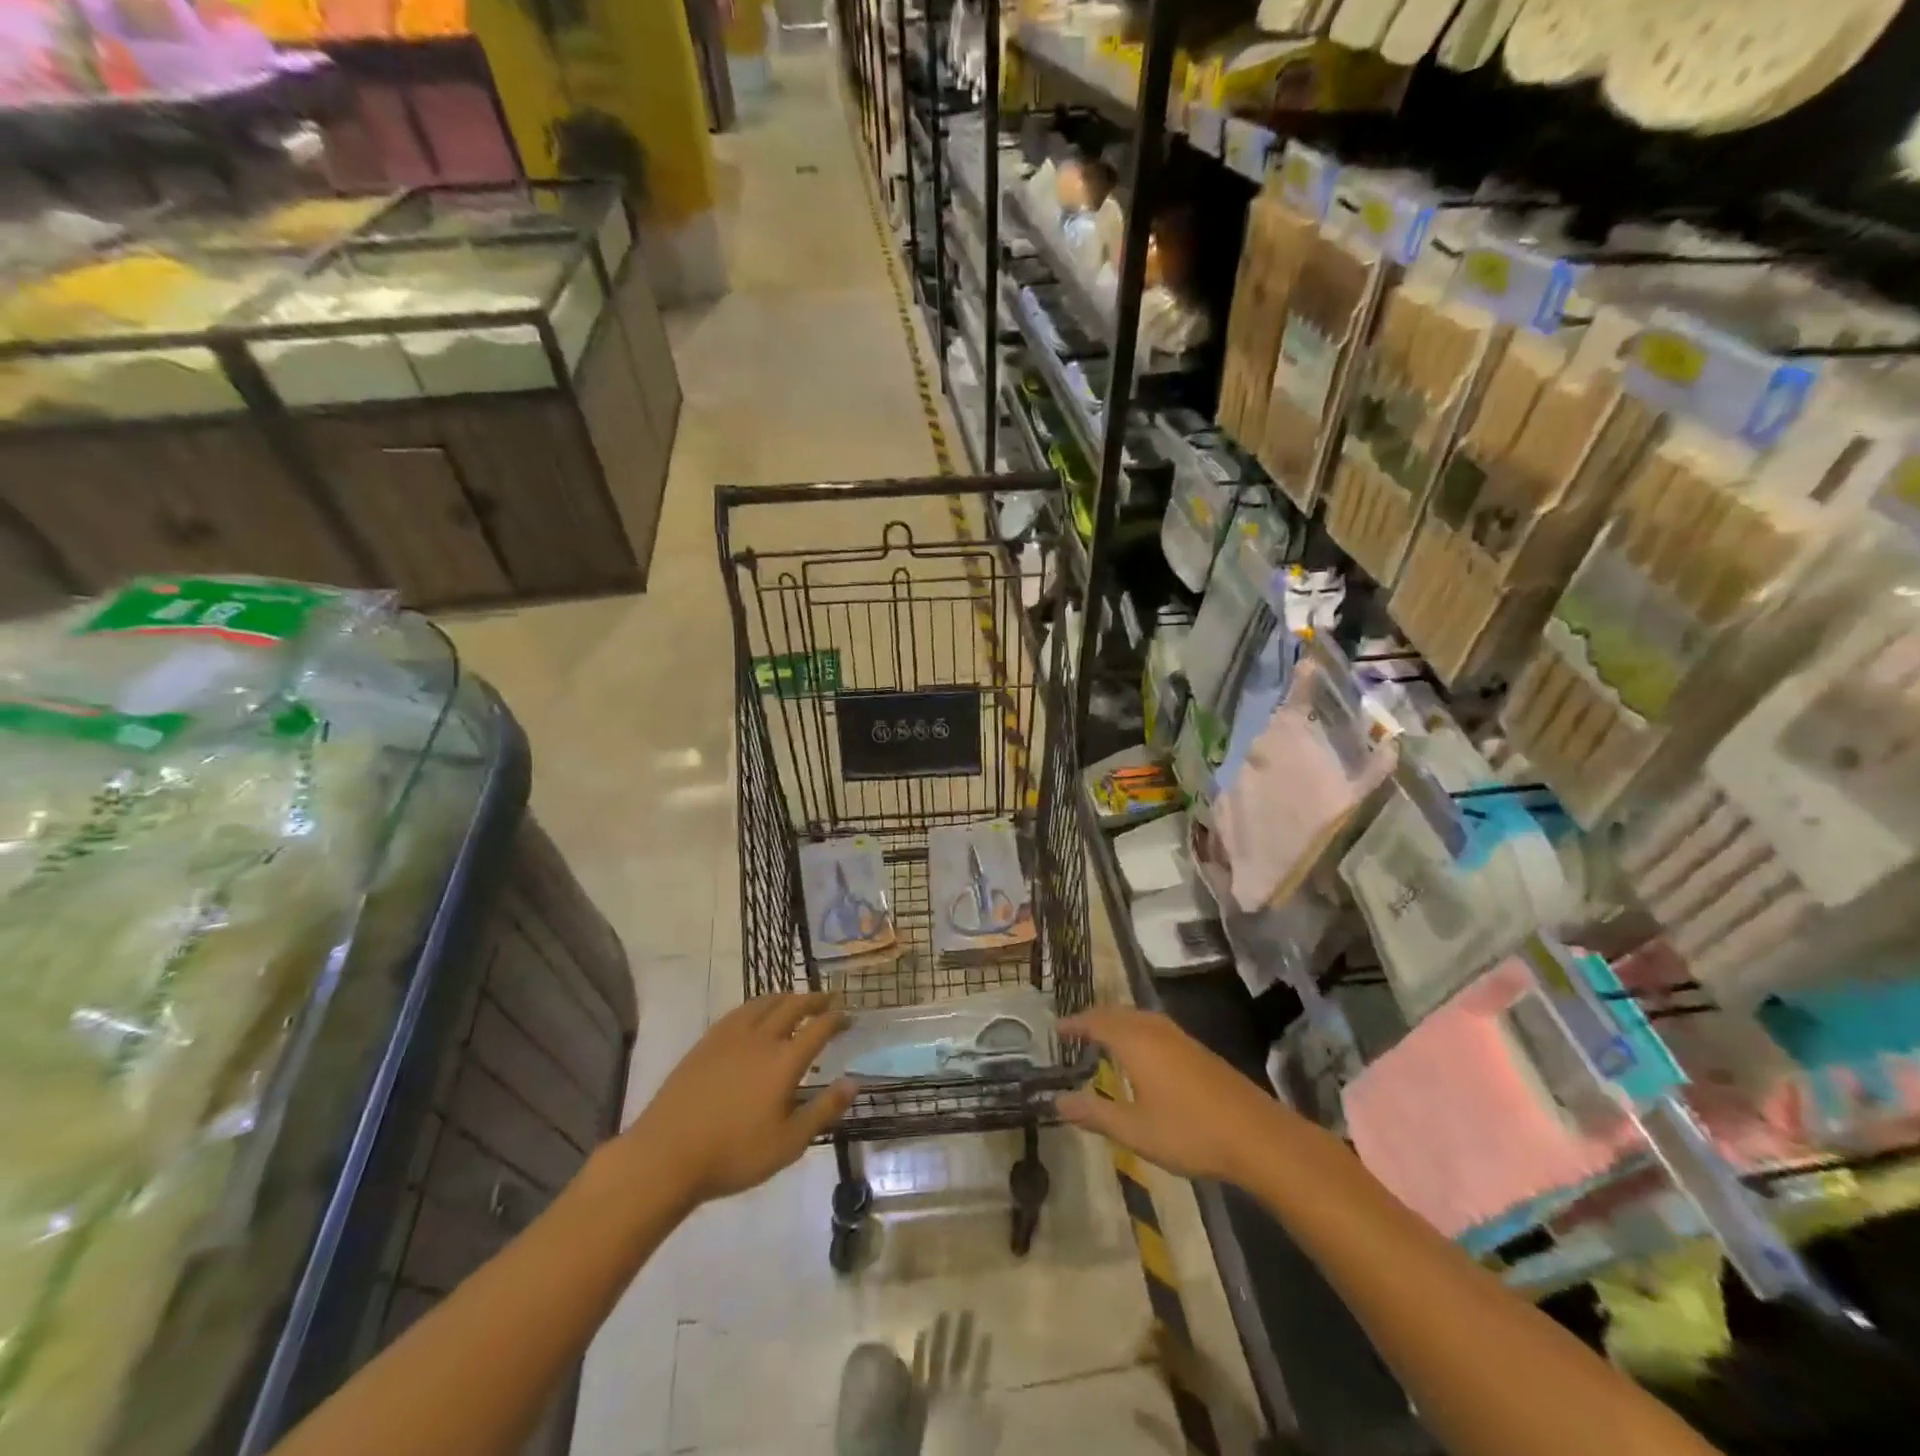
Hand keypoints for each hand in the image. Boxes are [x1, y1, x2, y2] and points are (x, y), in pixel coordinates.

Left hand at [626, 993, 855, 1204]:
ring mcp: (730, 1036)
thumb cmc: (734, 1154)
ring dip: (785, 997)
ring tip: (794, 999)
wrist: (667, 1155)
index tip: (848, 1017)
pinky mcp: (706, 1042)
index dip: (837, 1019)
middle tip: (827, 1000)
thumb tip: (854, 1083)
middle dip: (814, 1000)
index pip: (819, 1028)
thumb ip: (824, 1110)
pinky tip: (755, 1014)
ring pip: (764, 1003)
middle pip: (793, 1006)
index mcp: (785, 1061)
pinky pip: (739, 1011)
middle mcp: (761, 1038)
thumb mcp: (789, 1143)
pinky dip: (757, 1005)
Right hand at [1055, 1006, 1279, 1184]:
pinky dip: (1137, 1029)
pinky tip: (1142, 1052)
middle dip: (1094, 1018)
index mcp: (1135, 1042)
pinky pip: (1155, 1026)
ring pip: (1139, 1017)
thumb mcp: (1134, 1130)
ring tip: (1103, 1036)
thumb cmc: (1189, 1132)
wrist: (1256, 1136)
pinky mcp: (1197, 1050)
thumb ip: (1095, 1114)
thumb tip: (1057, 1102)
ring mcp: (1180, 1038)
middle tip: (1075, 1030)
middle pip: (1118, 1013)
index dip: (1075, 1023)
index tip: (1056, 1028)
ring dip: (1117, 1021)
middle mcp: (1155, 1030)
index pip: (1096, 1022)